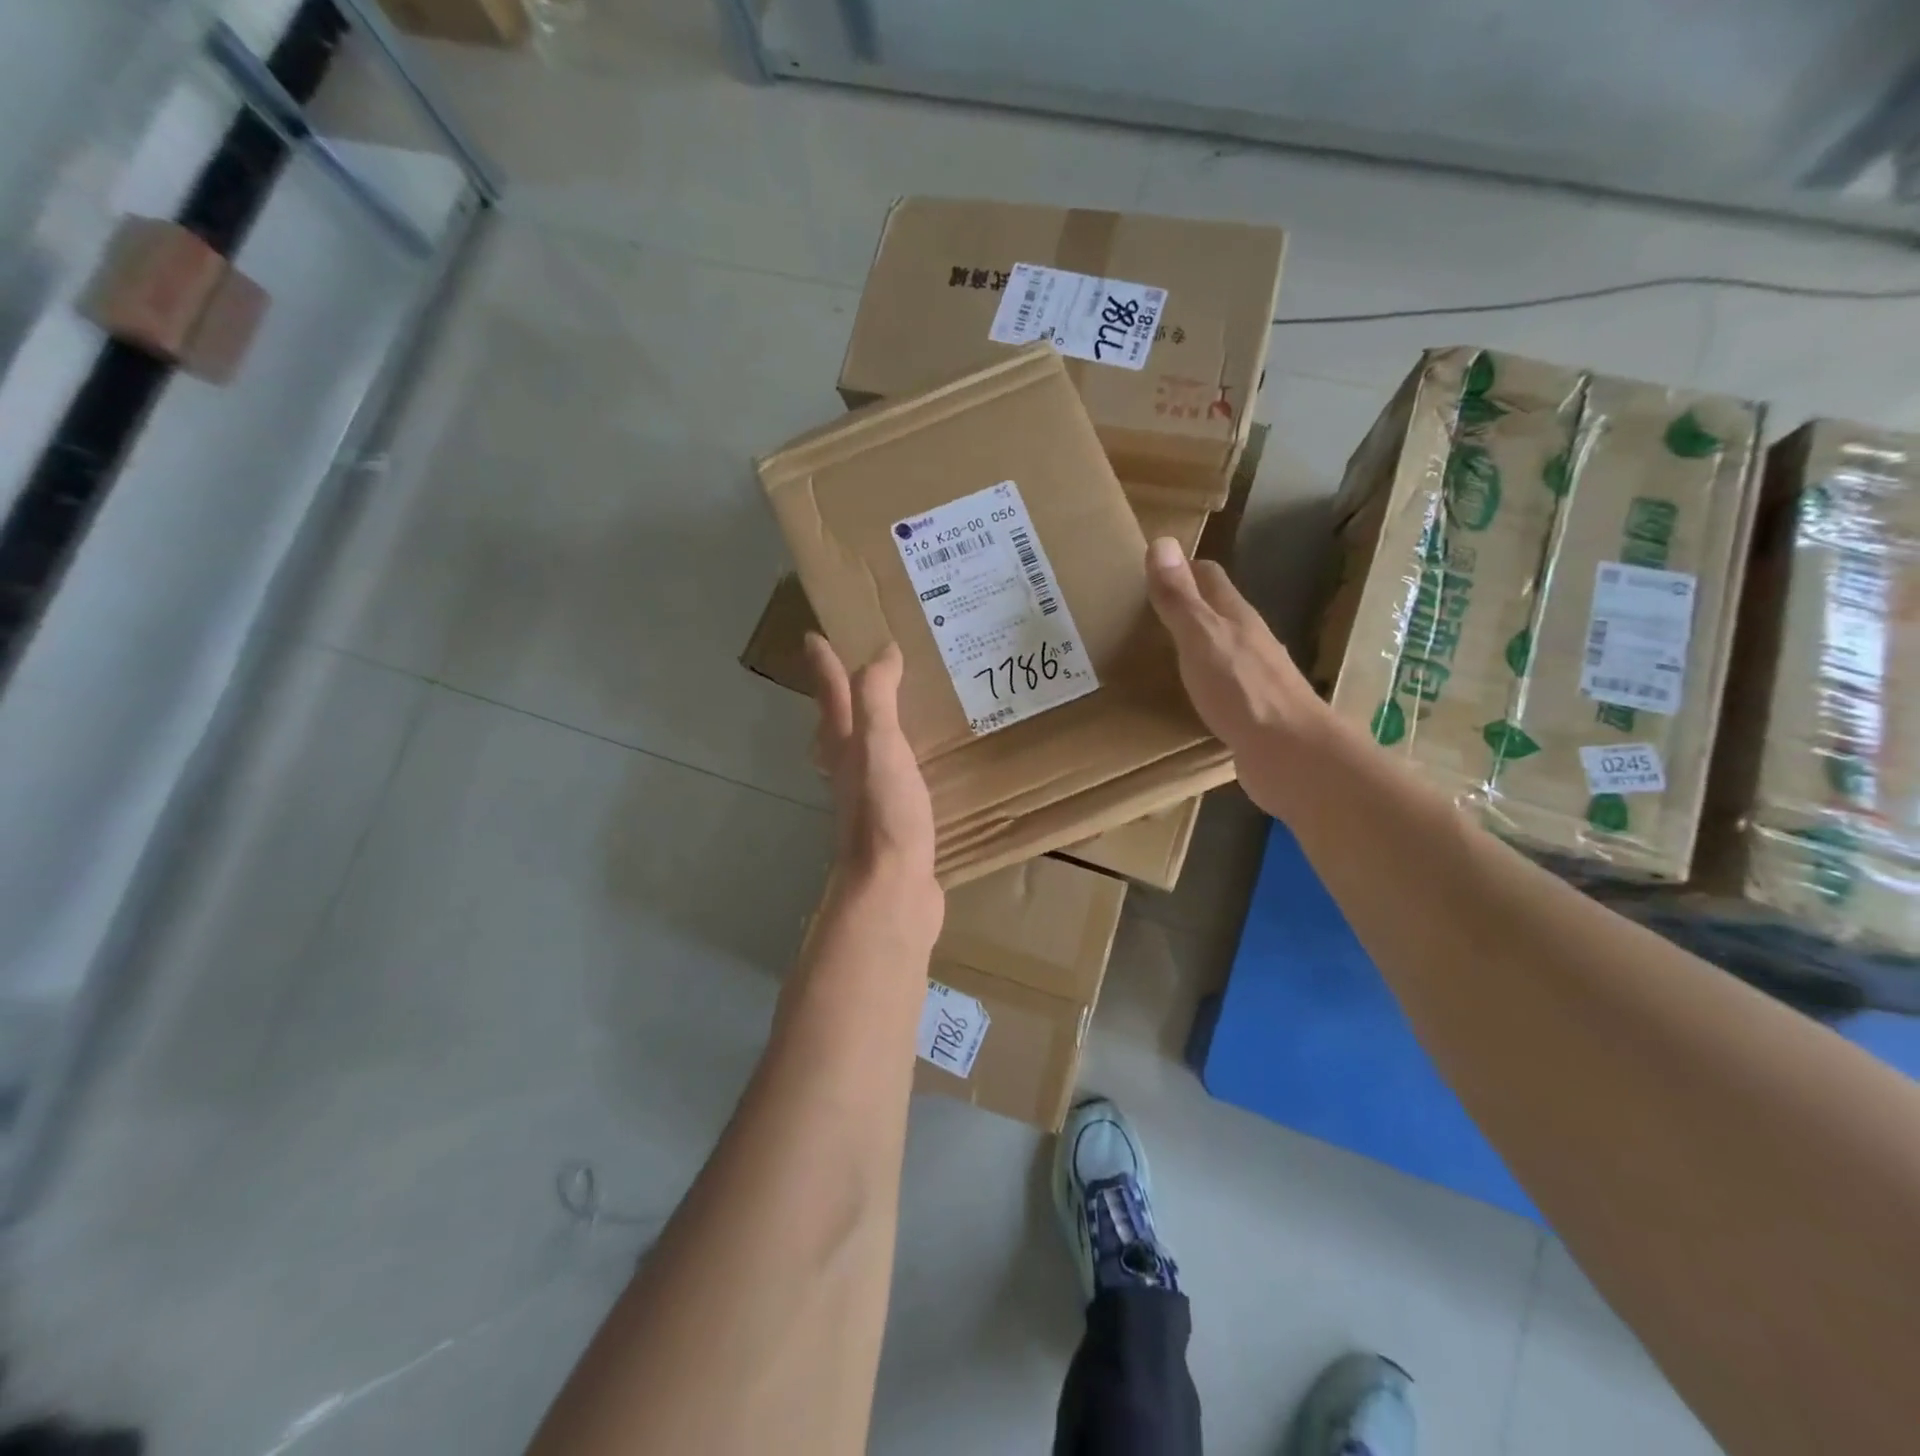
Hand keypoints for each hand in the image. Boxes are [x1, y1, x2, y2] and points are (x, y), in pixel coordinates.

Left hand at [805, 634, 942, 937]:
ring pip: (864, 754)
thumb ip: (877, 697)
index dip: (823, 665)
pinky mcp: (895, 823)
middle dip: (841, 697)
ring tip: (892, 713)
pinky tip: (917, 767)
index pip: (831, 696)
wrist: (892, 889)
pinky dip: (900, 763)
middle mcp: (850, 771)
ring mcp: (870, 800)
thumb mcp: (879, 744)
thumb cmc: (884, 812)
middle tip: (853, 672)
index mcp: (844, 748)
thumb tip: (881, 651)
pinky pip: (894, 779)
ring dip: (870, 730)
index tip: (813, 636)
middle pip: (838, 726)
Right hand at [1143, 537, 1329, 818]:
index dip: (1181, 568)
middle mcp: (1249, 640)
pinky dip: (1200, 680)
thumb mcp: (1201, 638)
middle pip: (1216, 611)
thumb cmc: (1243, 690)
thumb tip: (1161, 542)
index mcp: (1236, 616)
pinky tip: (1184, 695)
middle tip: (1142, 612)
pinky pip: (1222, 685)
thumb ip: (1180, 598)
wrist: (1290, 754)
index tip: (1148, 571)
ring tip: (1155, 652)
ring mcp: (1255, 676)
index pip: (1208, 577)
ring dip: (1193, 644)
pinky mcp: (1253, 711)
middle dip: (1185, 605)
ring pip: (1220, 648)